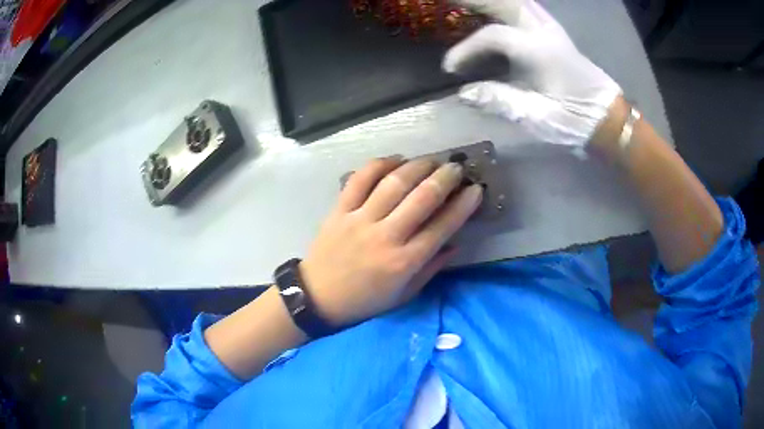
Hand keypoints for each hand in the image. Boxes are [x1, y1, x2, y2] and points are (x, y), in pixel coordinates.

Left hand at [300, 157, 482, 327]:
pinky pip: (360, 179)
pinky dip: (379, 164)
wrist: (317, 297)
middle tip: (456, 168)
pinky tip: (395, 159)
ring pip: (393, 183)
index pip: (442, 226)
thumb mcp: (404, 294)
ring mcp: (360, 219)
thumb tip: (455, 243)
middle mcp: (385, 236)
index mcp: (404, 262)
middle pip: (422, 198)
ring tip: (431, 161)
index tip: (476, 189)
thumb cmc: (365, 301)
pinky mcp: (340, 210)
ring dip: (417, 166)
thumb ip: (431, 268)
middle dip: (445, 178)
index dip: (464, 204)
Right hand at [443, 0, 621, 150]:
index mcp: (540, 51)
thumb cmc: (575, 119)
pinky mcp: (554, 32)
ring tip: (465, 4)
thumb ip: (500, 100)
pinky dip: (506, 5)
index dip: (466, 49)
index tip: (449, 68)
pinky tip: (494, 10)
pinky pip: (525, 7)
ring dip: (491, 1)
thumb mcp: (537, 117)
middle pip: (504, 1)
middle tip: (447, 2)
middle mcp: (544, 31)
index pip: (493, 36)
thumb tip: (463, 92)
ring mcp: (551, 28)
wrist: (607, 115)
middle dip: (473, 0)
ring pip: (517, 1)